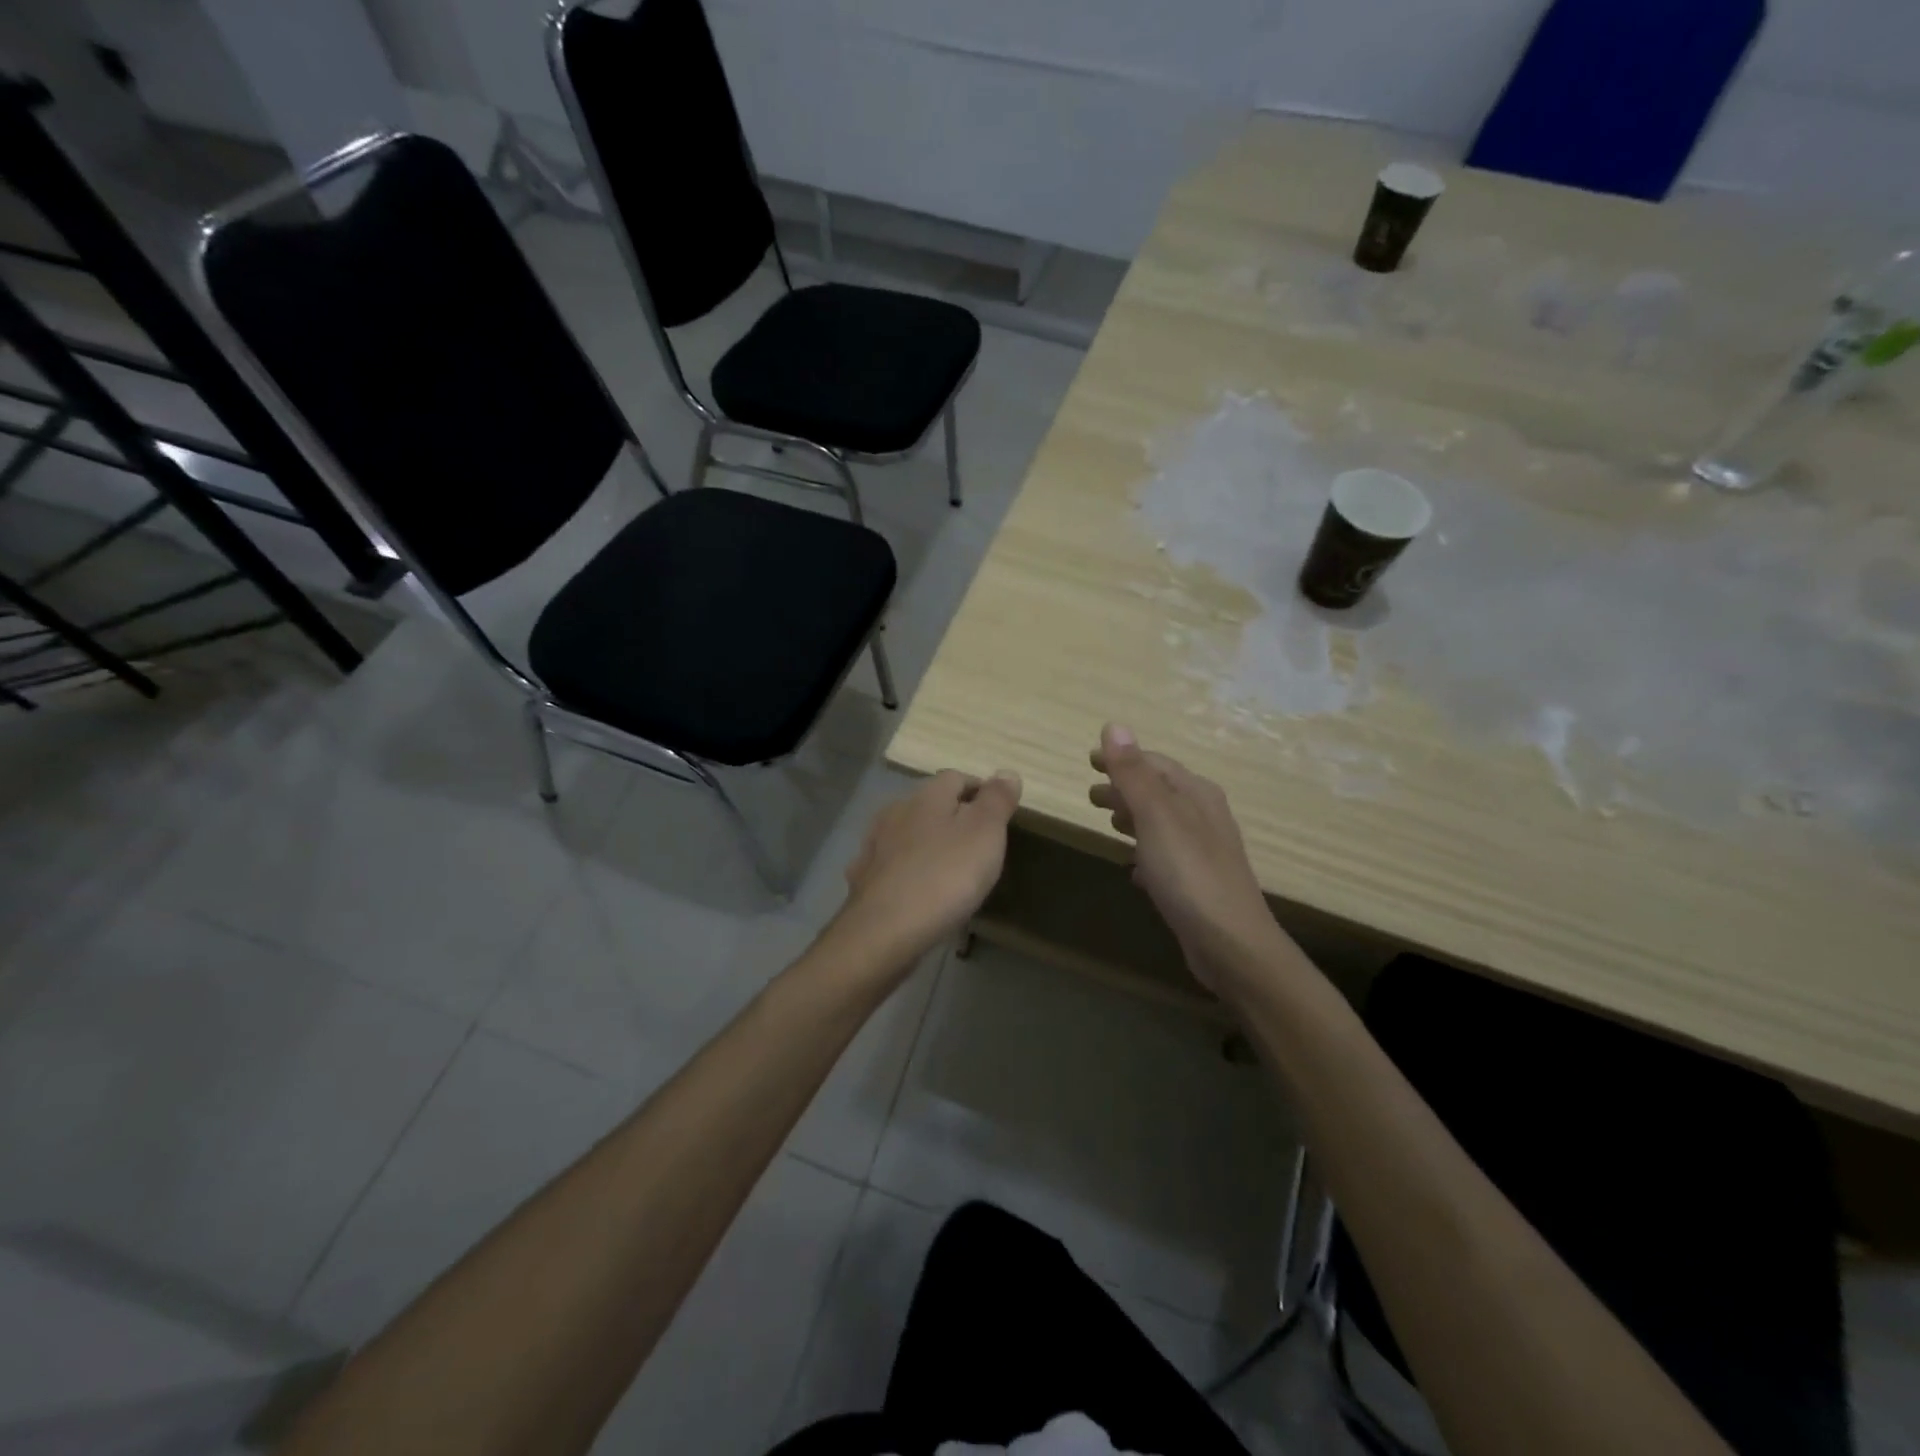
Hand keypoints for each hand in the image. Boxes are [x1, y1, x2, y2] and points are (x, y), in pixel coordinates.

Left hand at [829, 769, 1022, 976]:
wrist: (884, 931)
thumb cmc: (944, 876)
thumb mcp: (985, 833)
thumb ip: (996, 800)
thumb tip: (1007, 772)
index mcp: (926, 796)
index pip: (956, 777)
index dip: (980, 791)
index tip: (999, 815)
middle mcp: (895, 812)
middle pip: (929, 804)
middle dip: (952, 818)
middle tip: (978, 845)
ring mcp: (874, 846)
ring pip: (908, 834)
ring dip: (927, 844)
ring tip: (949, 869)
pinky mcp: (864, 880)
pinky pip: (891, 866)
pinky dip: (907, 872)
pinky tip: (917, 891)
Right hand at [1089, 724, 1290, 993]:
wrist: (1230, 944)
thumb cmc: (1189, 874)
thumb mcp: (1156, 816)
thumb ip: (1133, 773)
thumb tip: (1114, 725)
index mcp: (1196, 795)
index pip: (1155, 764)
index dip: (1123, 759)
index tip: (1091, 759)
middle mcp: (1204, 817)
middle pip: (1159, 792)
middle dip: (1125, 788)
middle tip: (1091, 795)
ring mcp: (1203, 853)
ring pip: (1162, 824)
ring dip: (1134, 818)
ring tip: (1108, 822)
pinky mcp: (1197, 885)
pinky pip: (1165, 857)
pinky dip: (1145, 853)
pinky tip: (1132, 869)